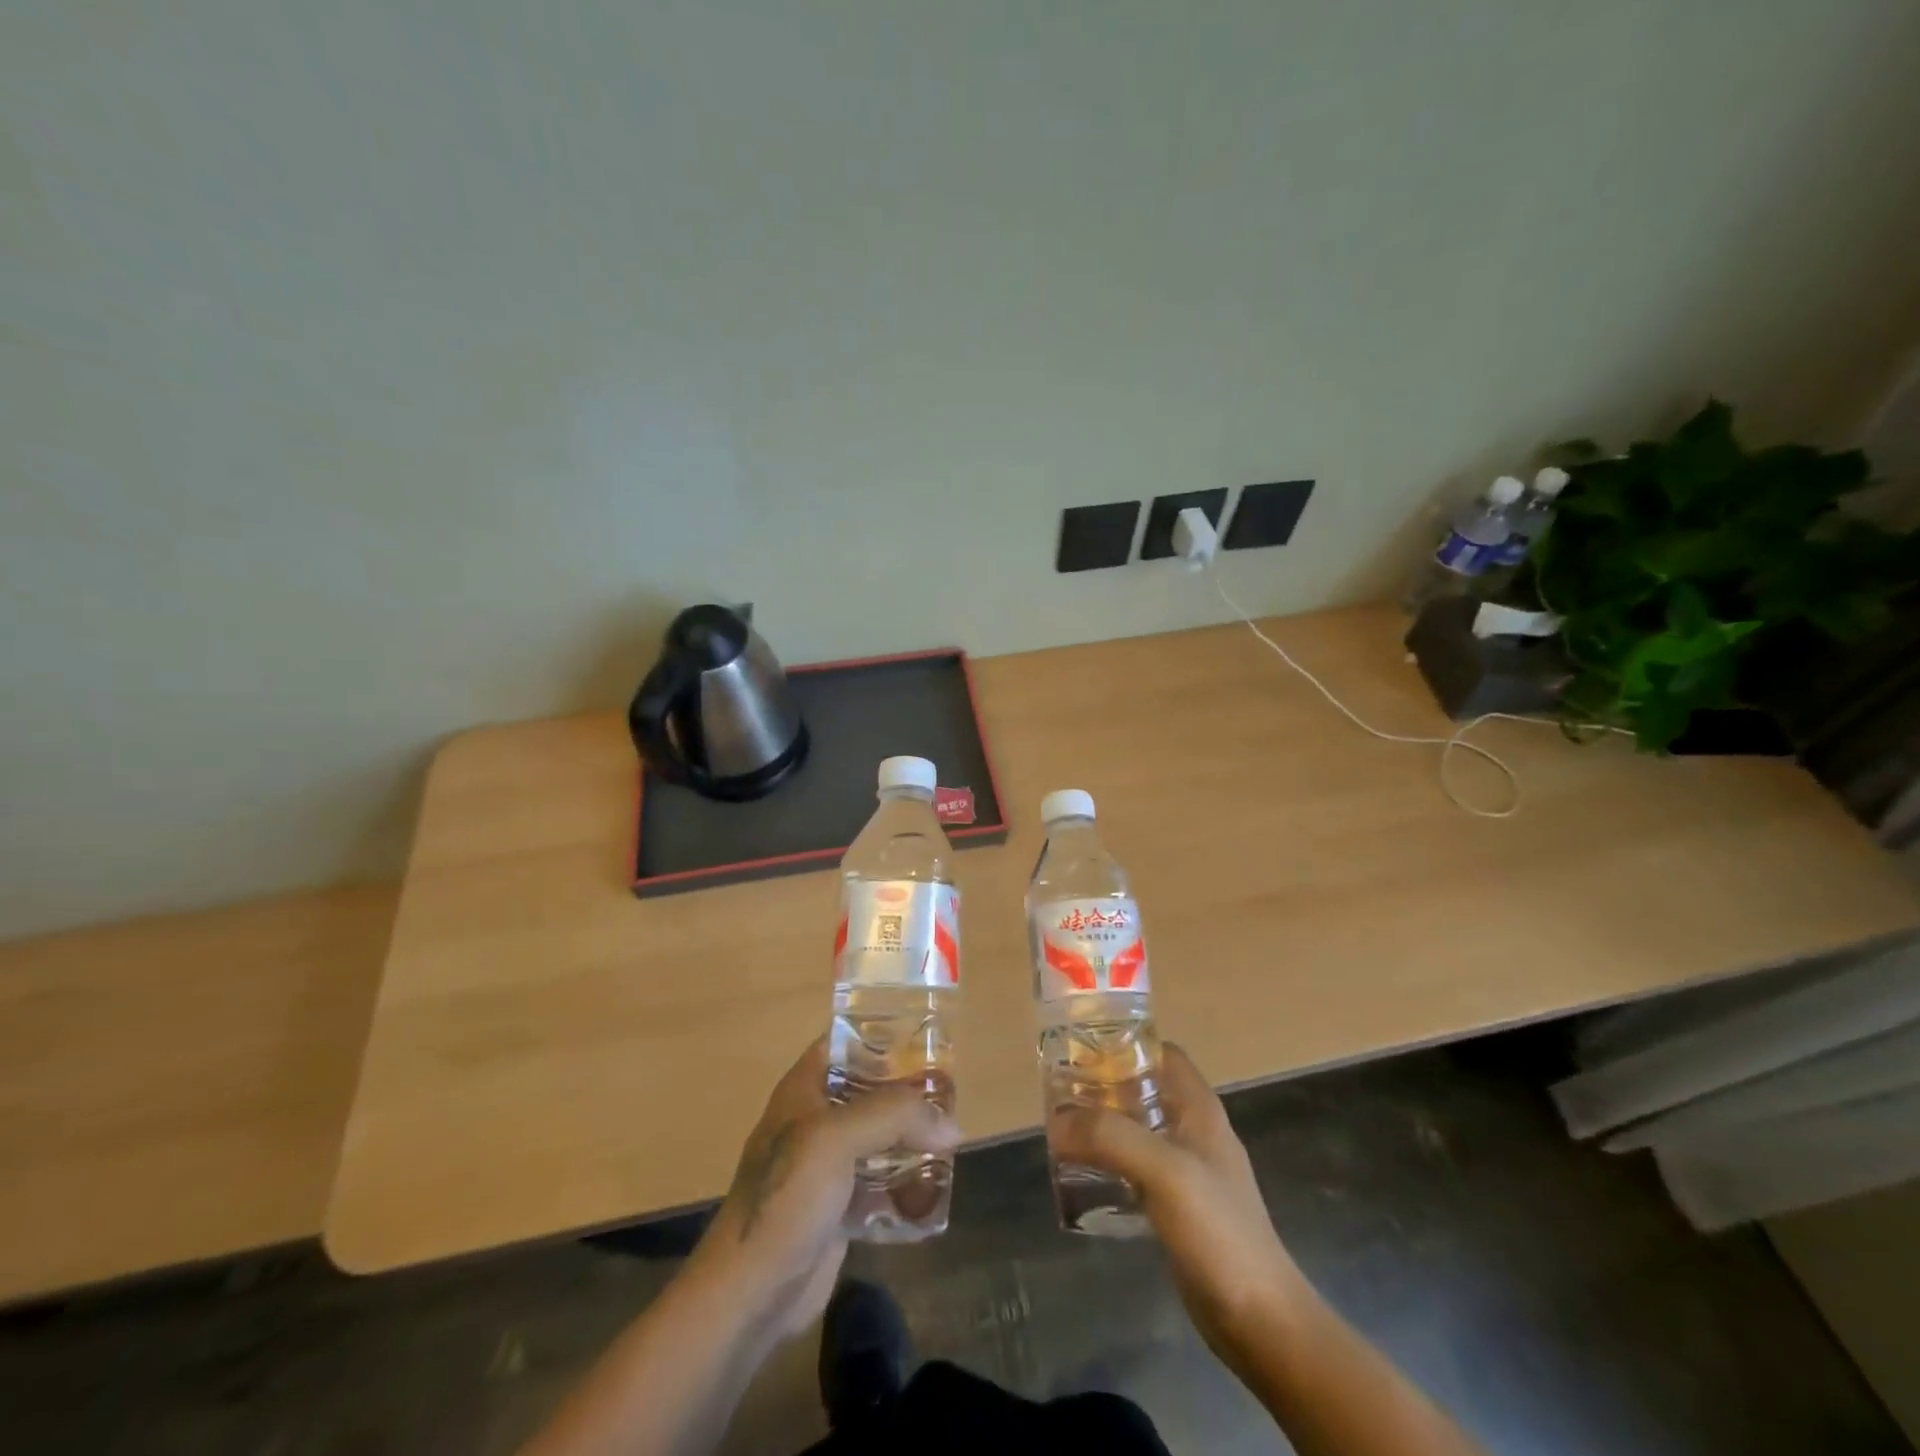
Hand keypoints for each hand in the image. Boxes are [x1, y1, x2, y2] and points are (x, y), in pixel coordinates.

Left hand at [693, 1039, 959, 1339]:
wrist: (750, 1293)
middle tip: (951, 1093)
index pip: (844, 1043)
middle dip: (908, 1093)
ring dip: (912, 1140)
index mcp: (804, 1089)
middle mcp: (816, 1120)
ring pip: (879, 1138)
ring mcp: (827, 1166)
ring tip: (952, 1139)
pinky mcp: (839, 1208)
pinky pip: (881, 1184)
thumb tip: (952, 1125)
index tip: (926, 1038)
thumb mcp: (837, 1139)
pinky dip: (905, 1185)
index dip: (881, 1035)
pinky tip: (934, 1191)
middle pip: (870, 1091)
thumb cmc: (787, 1197)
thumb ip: (894, 1118)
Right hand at [1048, 1044, 1312, 1359]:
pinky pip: (1137, 1167)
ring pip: (1138, 1128)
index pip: (1162, 1052)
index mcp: (1199, 1108)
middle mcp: (1194, 1130)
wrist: (1260, 1321)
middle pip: (1144, 1088)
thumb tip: (1057, 1119)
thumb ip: (1111, 1136)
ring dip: (1104, 1124)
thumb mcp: (1164, 1172)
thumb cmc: (1218, 1231)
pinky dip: (1110, 1161)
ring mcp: (1188, 1170)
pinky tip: (1083, 1175)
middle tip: (1060, 1091)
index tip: (1080, 1048)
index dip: (1124, 1044)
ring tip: (1062, 1129)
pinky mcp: (1178, 1206)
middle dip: (1104, 1085)